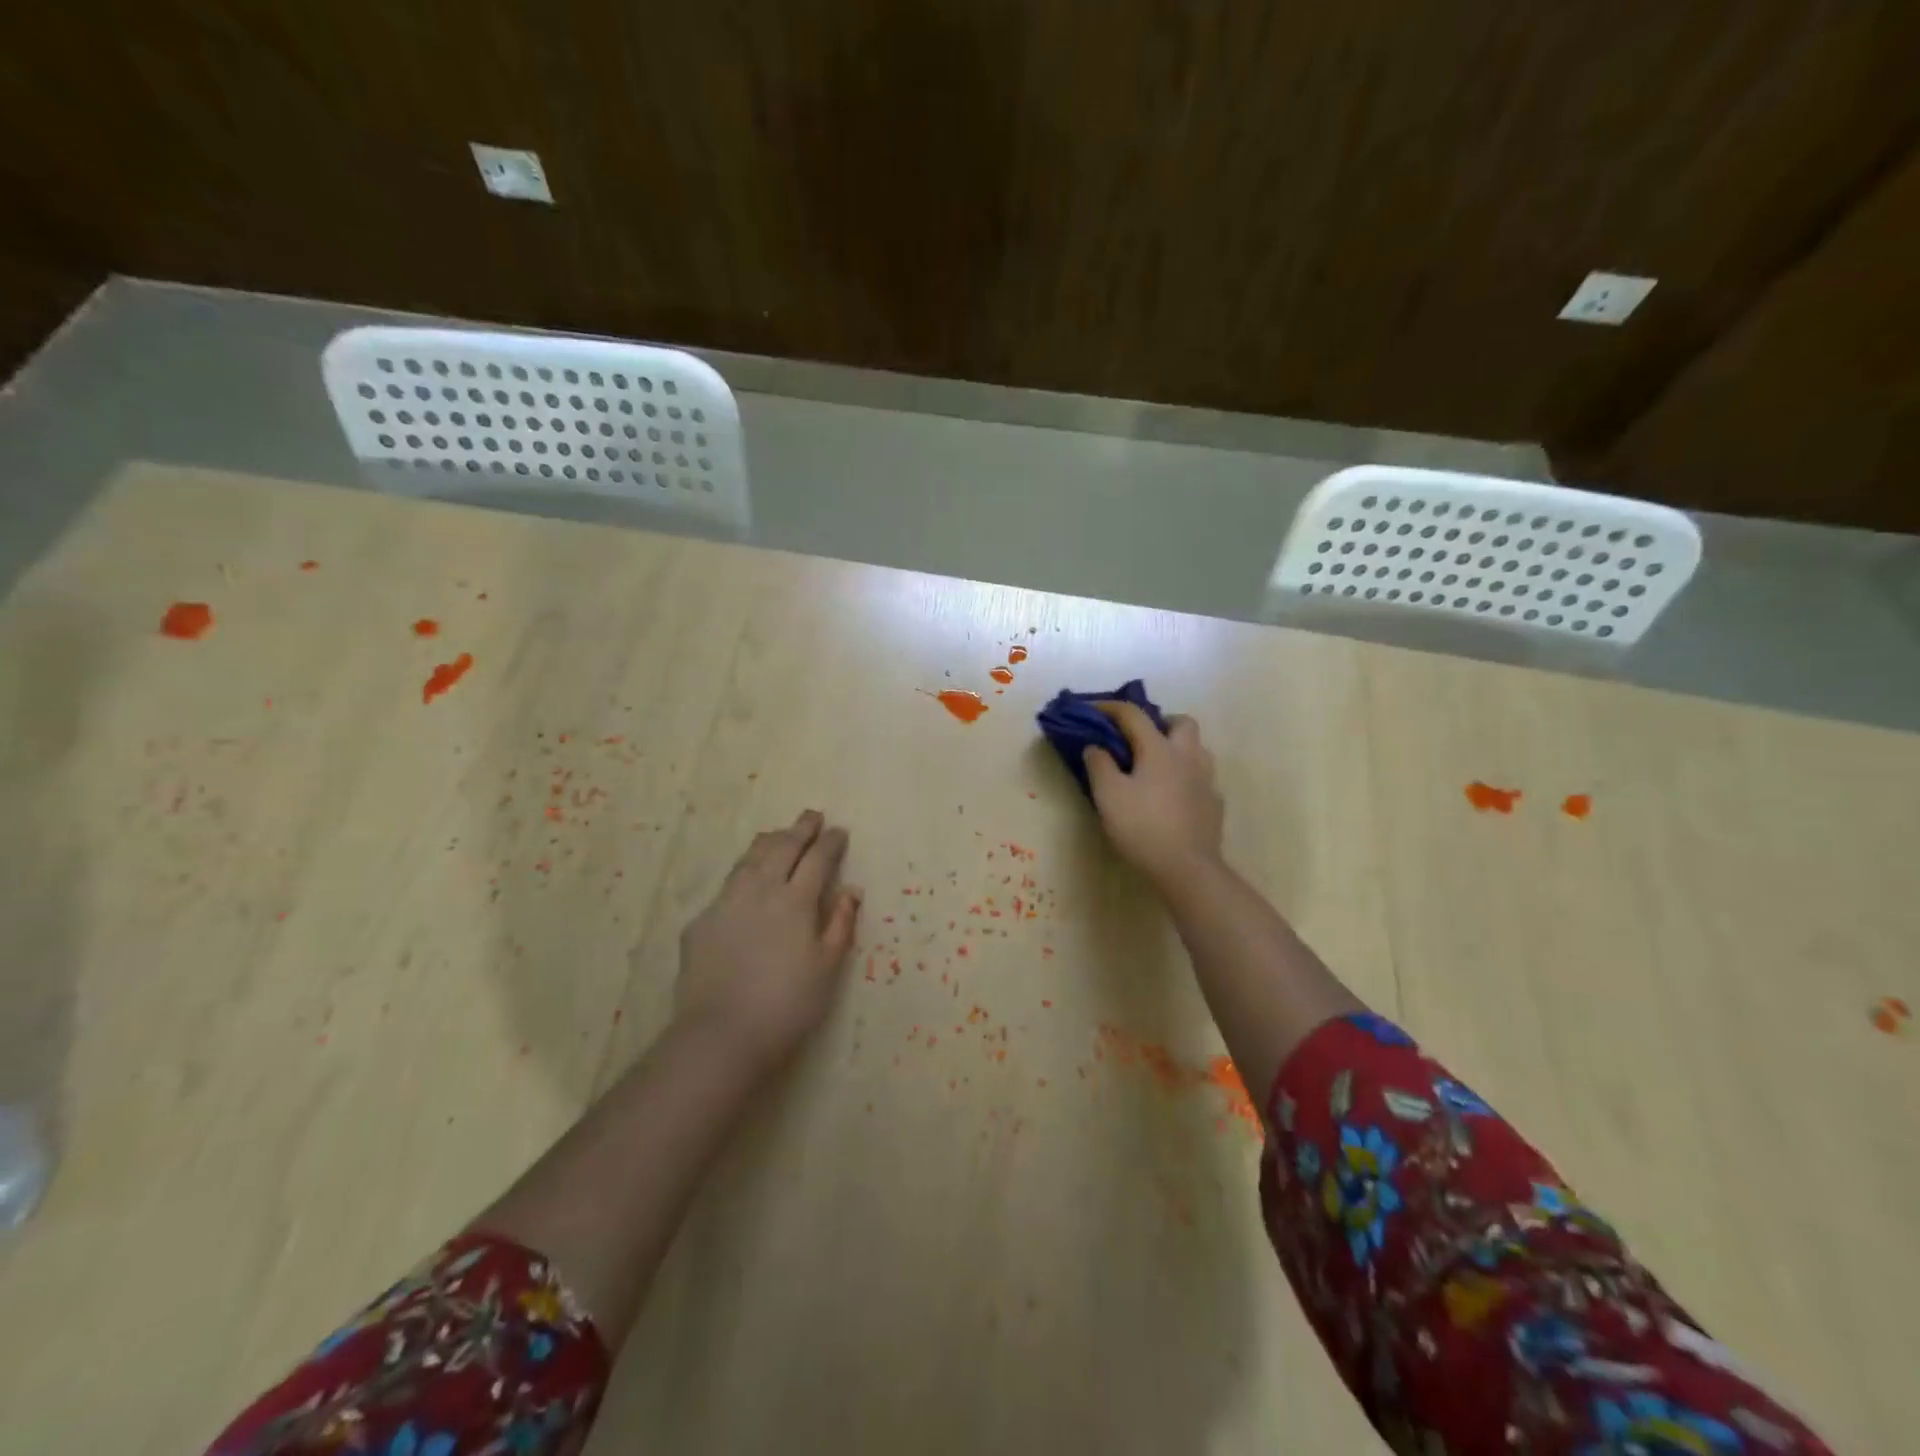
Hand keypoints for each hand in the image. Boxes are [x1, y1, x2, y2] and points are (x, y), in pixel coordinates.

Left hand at [675, 810, 861, 1073]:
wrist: (721, 1035)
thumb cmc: (787, 1006)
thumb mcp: (827, 969)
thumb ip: (840, 925)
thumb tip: (851, 891)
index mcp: (795, 901)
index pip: (817, 859)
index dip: (830, 842)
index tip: (839, 831)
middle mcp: (761, 891)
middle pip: (782, 848)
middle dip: (800, 829)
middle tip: (812, 815)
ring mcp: (726, 903)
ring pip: (749, 859)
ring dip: (769, 842)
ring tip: (778, 834)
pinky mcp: (701, 922)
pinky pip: (727, 885)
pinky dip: (743, 872)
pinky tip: (745, 879)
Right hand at [1085, 703, 1224, 892]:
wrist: (1187, 869)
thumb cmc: (1142, 827)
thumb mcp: (1108, 795)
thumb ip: (1099, 765)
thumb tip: (1095, 746)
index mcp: (1159, 749)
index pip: (1134, 715)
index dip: (1111, 708)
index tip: (1092, 709)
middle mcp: (1188, 757)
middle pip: (1181, 722)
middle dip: (1160, 722)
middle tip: (1139, 738)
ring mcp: (1206, 780)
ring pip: (1197, 749)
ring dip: (1177, 748)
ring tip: (1156, 767)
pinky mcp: (1214, 804)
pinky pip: (1201, 778)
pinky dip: (1185, 778)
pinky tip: (1172, 797)